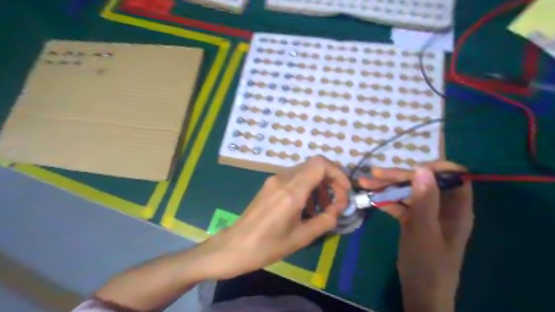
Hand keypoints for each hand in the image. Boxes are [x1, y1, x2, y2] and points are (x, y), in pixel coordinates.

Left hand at [203, 156, 349, 279]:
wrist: (235, 246)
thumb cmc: (268, 246)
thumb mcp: (302, 237)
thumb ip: (325, 220)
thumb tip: (339, 208)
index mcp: (292, 191)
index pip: (320, 164)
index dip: (337, 173)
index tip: (344, 192)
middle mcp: (283, 178)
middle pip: (314, 166)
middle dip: (330, 181)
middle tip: (336, 203)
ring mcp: (274, 180)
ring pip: (305, 172)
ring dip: (318, 186)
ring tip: (322, 209)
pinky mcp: (269, 185)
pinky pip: (294, 179)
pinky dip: (306, 188)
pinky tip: (305, 208)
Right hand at [361, 163, 471, 311]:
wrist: (420, 293)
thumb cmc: (428, 265)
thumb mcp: (425, 232)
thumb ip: (425, 200)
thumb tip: (422, 168)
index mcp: (456, 208)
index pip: (453, 176)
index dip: (435, 168)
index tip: (411, 168)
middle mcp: (443, 207)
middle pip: (423, 182)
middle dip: (399, 176)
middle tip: (374, 174)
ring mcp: (426, 213)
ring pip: (408, 192)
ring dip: (387, 186)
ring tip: (364, 182)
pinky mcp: (413, 220)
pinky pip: (400, 204)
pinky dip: (386, 200)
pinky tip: (371, 198)